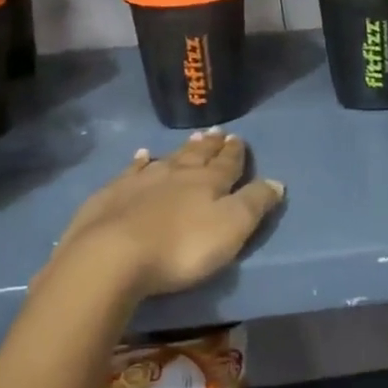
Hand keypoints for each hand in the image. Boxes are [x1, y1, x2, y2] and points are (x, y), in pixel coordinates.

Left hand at [46, 132, 283, 301]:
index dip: (235, 152)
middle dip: (210, 145)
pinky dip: (140, 161)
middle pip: (197, 155)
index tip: (238, 138)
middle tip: (217, 132)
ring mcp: (141, 181)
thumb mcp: (231, 228)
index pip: (227, 163)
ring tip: (190, 139)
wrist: (111, 255)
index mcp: (208, 182)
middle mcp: (176, 173)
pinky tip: (141, 155)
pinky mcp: (112, 194)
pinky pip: (131, 170)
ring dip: (181, 149)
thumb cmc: (181, 246)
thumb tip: (276, 182)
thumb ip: (254, 204)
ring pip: (167, 158)